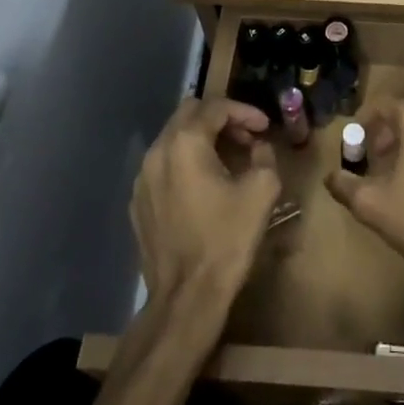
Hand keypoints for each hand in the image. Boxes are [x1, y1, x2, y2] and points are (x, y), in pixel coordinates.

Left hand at [131, 98, 281, 316]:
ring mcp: (142, 178)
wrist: (186, 297)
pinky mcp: (138, 203)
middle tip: (246, 137)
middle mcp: (157, 151)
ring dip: (202, 139)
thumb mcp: (262, 190)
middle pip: (189, 113)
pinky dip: (185, 163)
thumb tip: (257, 147)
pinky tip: (204, 186)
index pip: (216, 106)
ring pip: (173, 138)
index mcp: (185, 142)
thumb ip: (264, 155)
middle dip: (221, 118)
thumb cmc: (227, 239)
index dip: (245, 111)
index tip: (265, 127)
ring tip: (228, 160)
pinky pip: (163, 166)